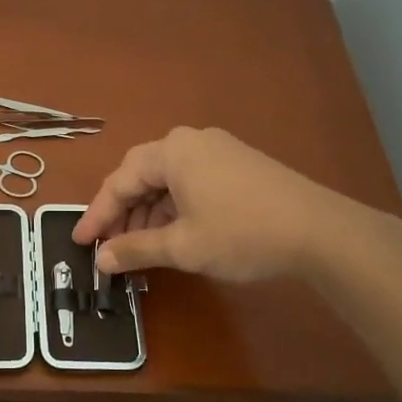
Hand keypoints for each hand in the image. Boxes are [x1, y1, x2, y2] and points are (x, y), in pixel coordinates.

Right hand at [73, 127, 369, 281]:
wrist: (321, 231)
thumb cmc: (242, 234)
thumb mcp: (182, 246)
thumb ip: (135, 249)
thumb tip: (101, 259)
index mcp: (172, 151)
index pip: (120, 181)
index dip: (97, 215)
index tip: (81, 242)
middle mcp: (191, 141)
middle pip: (142, 175)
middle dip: (123, 212)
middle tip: (110, 245)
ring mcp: (219, 150)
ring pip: (168, 179)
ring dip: (150, 212)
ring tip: (143, 246)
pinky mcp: (239, 164)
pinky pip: (191, 181)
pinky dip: (175, 206)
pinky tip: (176, 233)